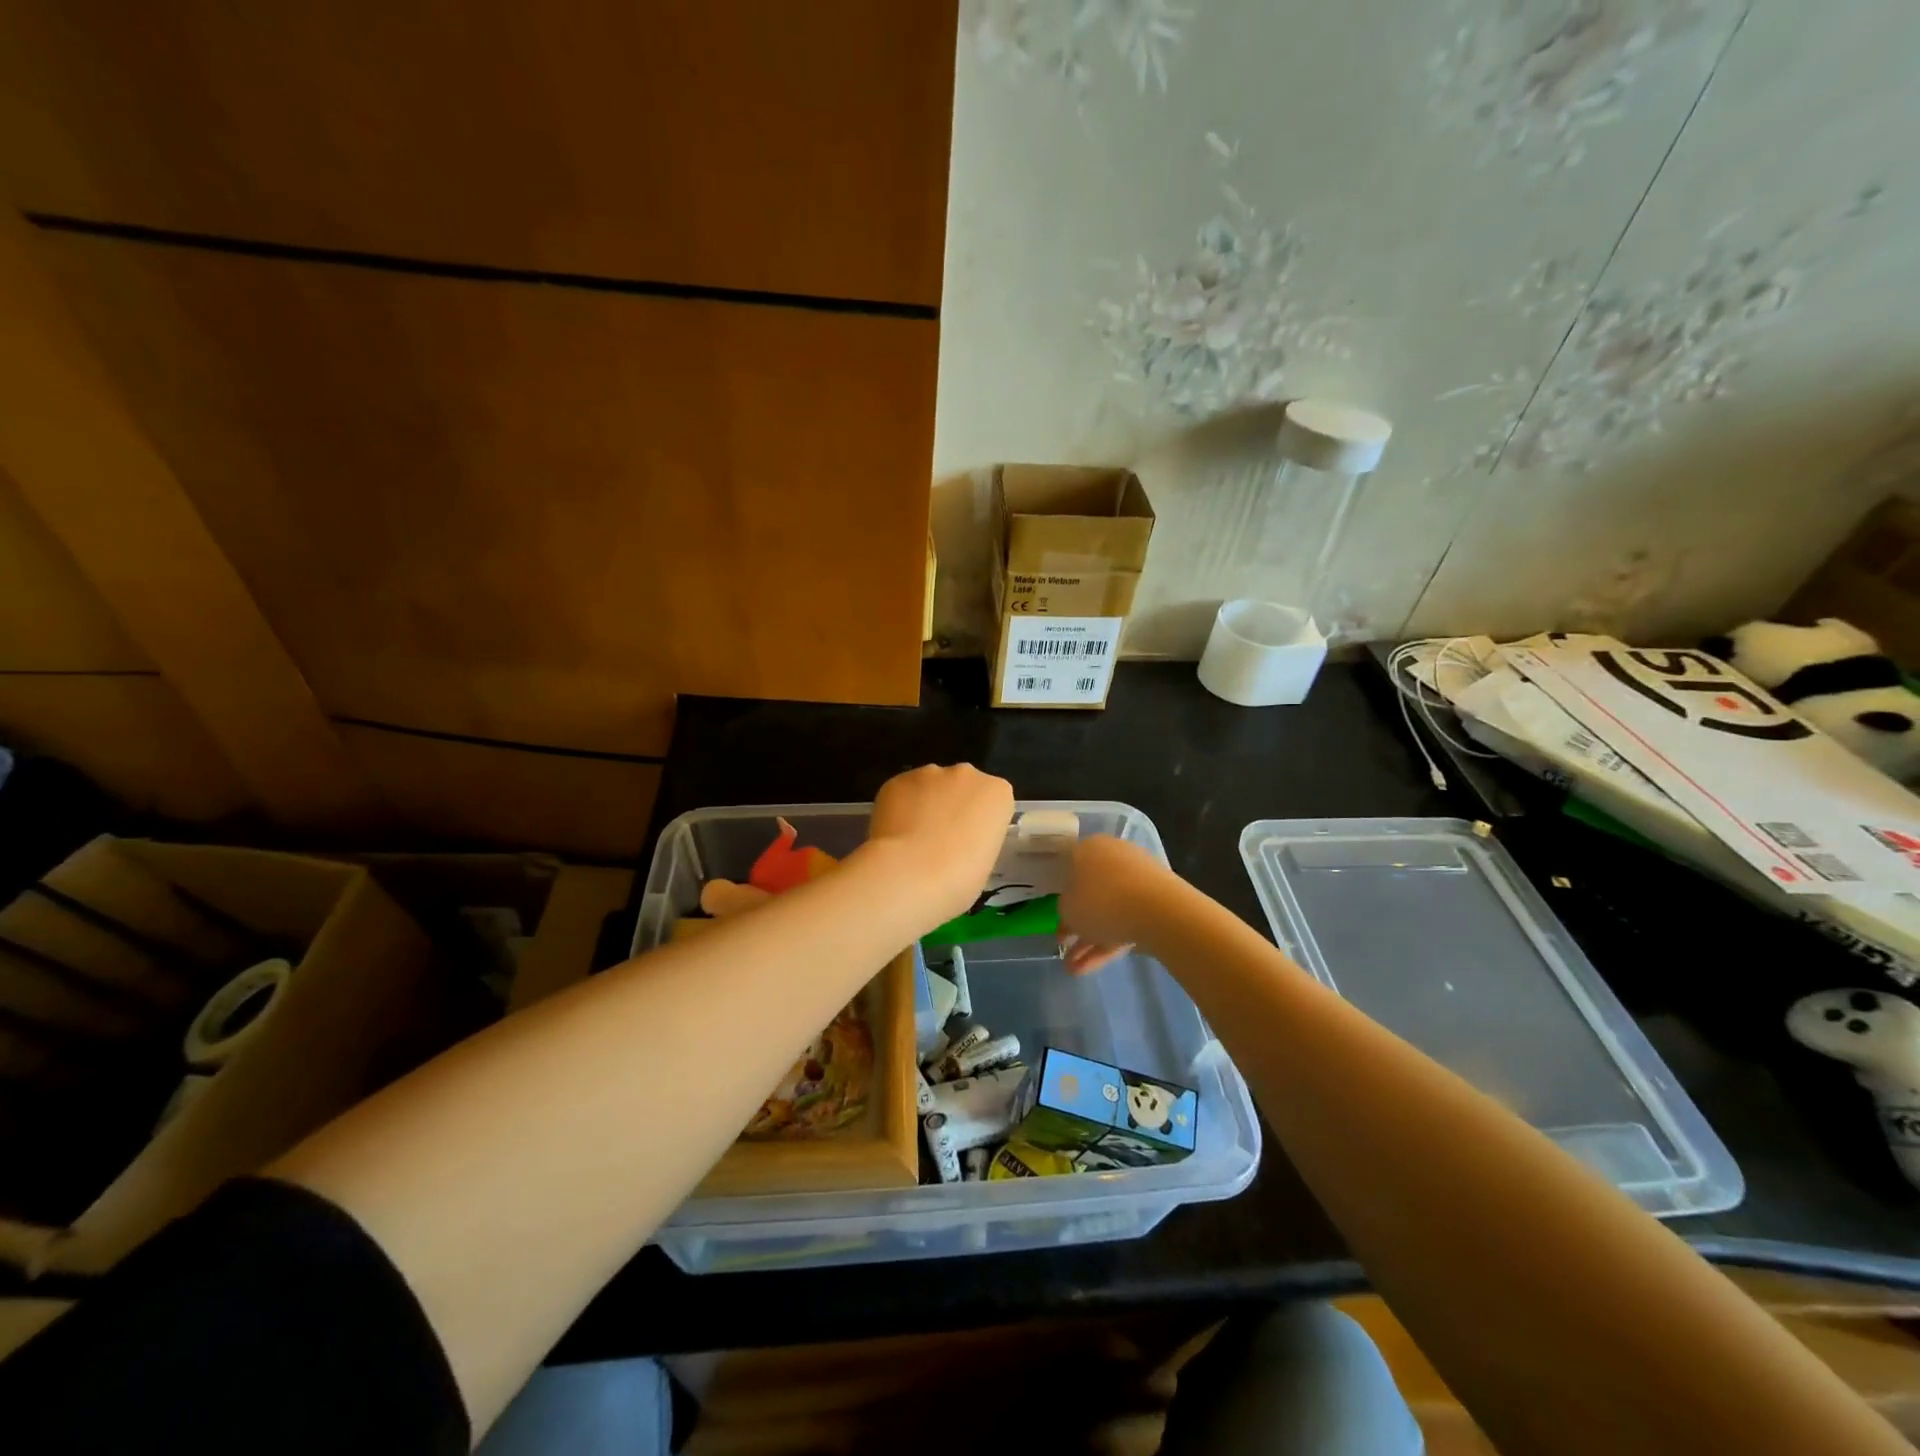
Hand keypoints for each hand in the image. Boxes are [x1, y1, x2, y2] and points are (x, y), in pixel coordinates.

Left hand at [863, 764, 1013, 924]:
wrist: (910, 874)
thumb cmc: (959, 878)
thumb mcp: (985, 862)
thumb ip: (976, 839)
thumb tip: (958, 841)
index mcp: (997, 793)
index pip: (993, 801)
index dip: (980, 822)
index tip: (970, 843)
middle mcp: (966, 774)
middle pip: (962, 786)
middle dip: (953, 806)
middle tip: (941, 840)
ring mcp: (929, 773)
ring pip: (929, 786)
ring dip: (925, 804)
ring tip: (912, 839)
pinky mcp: (897, 780)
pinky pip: (902, 792)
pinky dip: (899, 808)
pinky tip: (894, 834)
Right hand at [1058, 835, 1174, 973]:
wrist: (1159, 911)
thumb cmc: (1101, 901)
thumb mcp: (1067, 908)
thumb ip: (1065, 908)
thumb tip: (1071, 909)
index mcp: (1089, 848)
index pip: (1069, 866)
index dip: (1061, 892)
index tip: (1056, 913)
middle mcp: (1114, 857)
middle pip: (1091, 892)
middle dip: (1076, 923)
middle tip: (1064, 945)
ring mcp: (1138, 880)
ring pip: (1108, 911)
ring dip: (1089, 940)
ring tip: (1073, 969)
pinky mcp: (1156, 902)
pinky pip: (1126, 921)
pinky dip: (1108, 944)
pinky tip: (1090, 969)